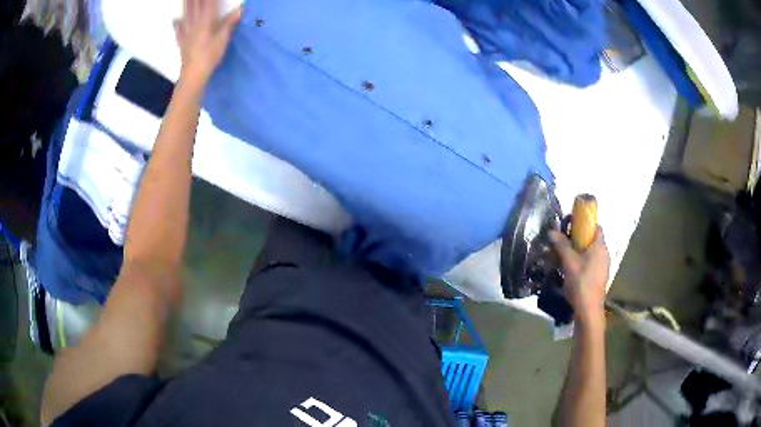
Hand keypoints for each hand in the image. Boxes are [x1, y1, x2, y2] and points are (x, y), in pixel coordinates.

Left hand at [174, 0, 241, 82]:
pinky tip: (175, 19)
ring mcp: (187, 33)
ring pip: (186, 15)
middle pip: (195, 6)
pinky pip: (178, 30)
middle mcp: (195, 24)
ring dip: (186, 5)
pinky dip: (177, 24)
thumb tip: (242, 8)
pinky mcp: (182, 42)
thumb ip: (231, 22)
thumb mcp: (223, 38)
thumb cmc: (209, 56)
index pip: (209, 3)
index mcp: (206, 21)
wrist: (193, 74)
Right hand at [550, 227, 609, 325]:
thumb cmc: (581, 282)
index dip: (585, 224)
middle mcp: (604, 253)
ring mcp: (603, 267)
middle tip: (564, 243)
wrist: (589, 310)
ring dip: (580, 252)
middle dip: (579, 239)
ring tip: (565, 258)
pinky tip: (572, 272)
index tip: (571, 227)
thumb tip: (552, 230)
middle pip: (592, 240)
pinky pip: (591, 264)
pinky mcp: (600, 278)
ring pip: (591, 253)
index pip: (596, 227)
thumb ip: (561, 245)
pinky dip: (583, 263)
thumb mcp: (568, 262)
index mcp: (600, 246)